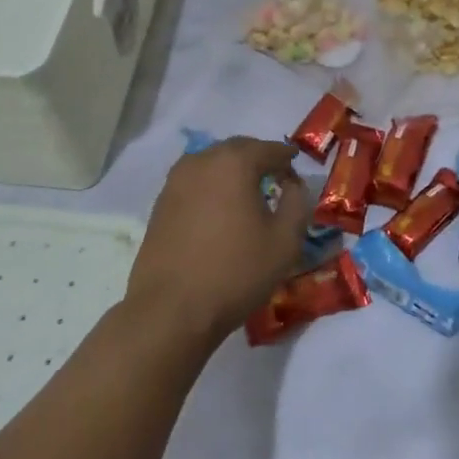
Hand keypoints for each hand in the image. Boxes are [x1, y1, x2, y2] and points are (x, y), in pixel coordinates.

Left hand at [127, 137, 309, 345]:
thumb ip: (298, 203)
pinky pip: (194, 183)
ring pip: (212, 164)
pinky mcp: (160, 203)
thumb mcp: (285, 241)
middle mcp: (201, 161)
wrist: (171, 309)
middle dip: (258, 159)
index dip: (286, 157)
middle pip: (237, 150)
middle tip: (275, 176)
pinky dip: (212, 187)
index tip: (297, 166)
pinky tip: (220, 210)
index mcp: (234, 162)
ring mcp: (175, 181)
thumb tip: (293, 185)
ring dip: (232, 172)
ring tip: (247, 193)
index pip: (268, 149)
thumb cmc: (235, 272)